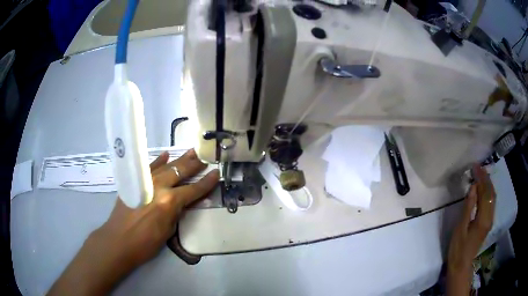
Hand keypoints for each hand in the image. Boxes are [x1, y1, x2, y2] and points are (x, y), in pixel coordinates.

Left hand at [48, 149, 218, 295]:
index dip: (207, 182)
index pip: (194, 190)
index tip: (217, 173)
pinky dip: (158, 160)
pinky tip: (166, 154)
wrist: (119, 240)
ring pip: (166, 166)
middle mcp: (159, 187)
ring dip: (180, 159)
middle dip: (195, 165)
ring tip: (191, 151)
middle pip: (181, 172)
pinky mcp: (135, 181)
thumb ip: (177, 213)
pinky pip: (149, 167)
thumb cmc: (146, 242)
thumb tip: (184, 202)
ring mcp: (146, 181)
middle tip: (205, 156)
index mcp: (170, 202)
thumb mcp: (168, 231)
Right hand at [447, 165, 495, 295]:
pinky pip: (491, 202)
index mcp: (483, 219)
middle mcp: (490, 217)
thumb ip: (468, 207)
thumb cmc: (458, 249)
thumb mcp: (460, 229)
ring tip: (481, 173)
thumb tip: (473, 187)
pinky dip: (488, 191)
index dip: (481, 178)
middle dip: (485, 178)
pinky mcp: (488, 222)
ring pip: (492, 196)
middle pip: (491, 192)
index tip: (475, 166)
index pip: (485, 192)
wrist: (461, 266)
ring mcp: (490, 220)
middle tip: (477, 167)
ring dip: (488, 183)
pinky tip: (484, 188)